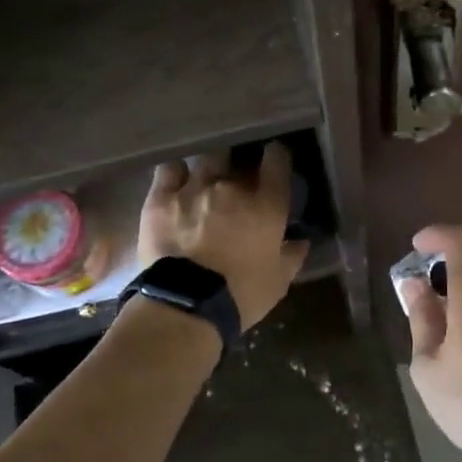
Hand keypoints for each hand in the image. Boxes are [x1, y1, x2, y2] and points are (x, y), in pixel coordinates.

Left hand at [139, 145, 309, 329]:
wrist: (186, 306)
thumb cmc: (241, 295)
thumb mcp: (278, 281)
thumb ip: (291, 255)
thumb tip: (300, 240)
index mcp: (266, 204)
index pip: (277, 161)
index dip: (277, 156)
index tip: (275, 158)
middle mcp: (231, 186)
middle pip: (239, 158)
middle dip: (241, 165)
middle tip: (238, 179)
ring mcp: (194, 188)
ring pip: (207, 159)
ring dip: (211, 166)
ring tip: (208, 177)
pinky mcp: (161, 198)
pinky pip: (169, 170)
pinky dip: (176, 173)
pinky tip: (177, 180)